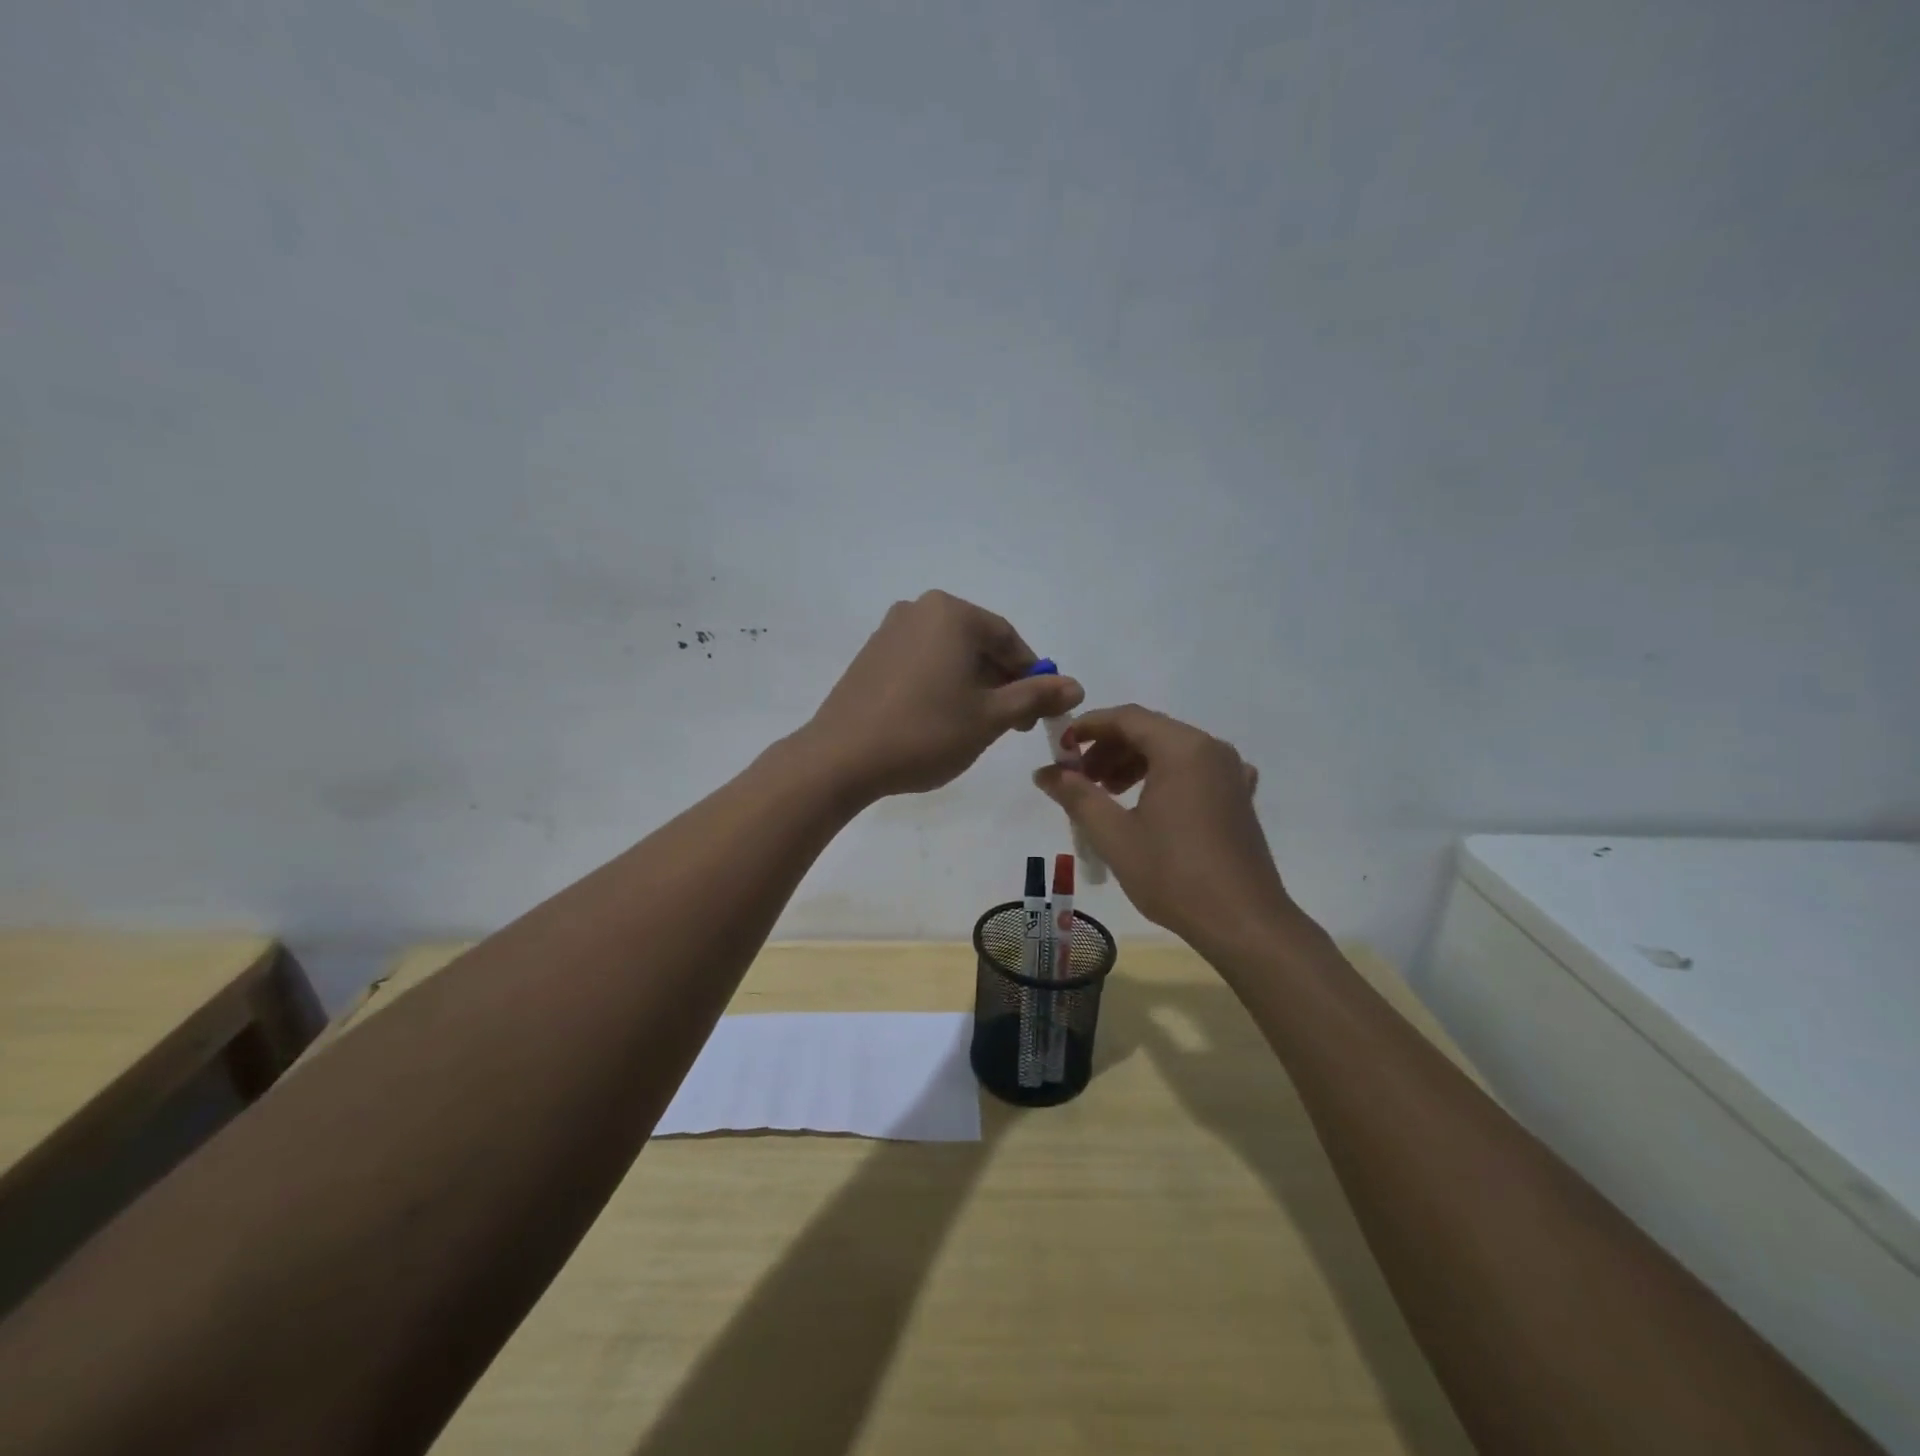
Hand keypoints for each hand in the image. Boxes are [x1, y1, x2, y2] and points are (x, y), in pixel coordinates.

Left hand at [804, 591, 1083, 801]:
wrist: (841, 758)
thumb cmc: (926, 732)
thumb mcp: (990, 717)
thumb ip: (1035, 697)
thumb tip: (1076, 686)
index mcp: (951, 613)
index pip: (1008, 639)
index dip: (1032, 675)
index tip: (1040, 712)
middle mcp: (918, 610)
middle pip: (978, 644)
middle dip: (1002, 682)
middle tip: (1013, 725)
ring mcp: (889, 631)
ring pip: (949, 655)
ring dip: (973, 686)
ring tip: (977, 727)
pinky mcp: (870, 656)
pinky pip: (921, 664)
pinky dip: (941, 686)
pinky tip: (941, 721)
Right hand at [1033, 705, 1289, 953]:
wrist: (1243, 923)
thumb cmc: (1173, 874)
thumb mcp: (1114, 835)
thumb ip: (1076, 796)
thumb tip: (1045, 772)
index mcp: (1182, 748)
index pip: (1127, 717)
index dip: (1088, 727)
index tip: (1060, 749)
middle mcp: (1211, 749)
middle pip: (1150, 730)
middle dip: (1109, 748)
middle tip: (1080, 779)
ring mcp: (1231, 773)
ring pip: (1172, 751)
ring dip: (1133, 763)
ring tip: (1107, 795)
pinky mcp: (1239, 798)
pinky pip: (1195, 771)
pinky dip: (1164, 777)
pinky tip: (1150, 805)